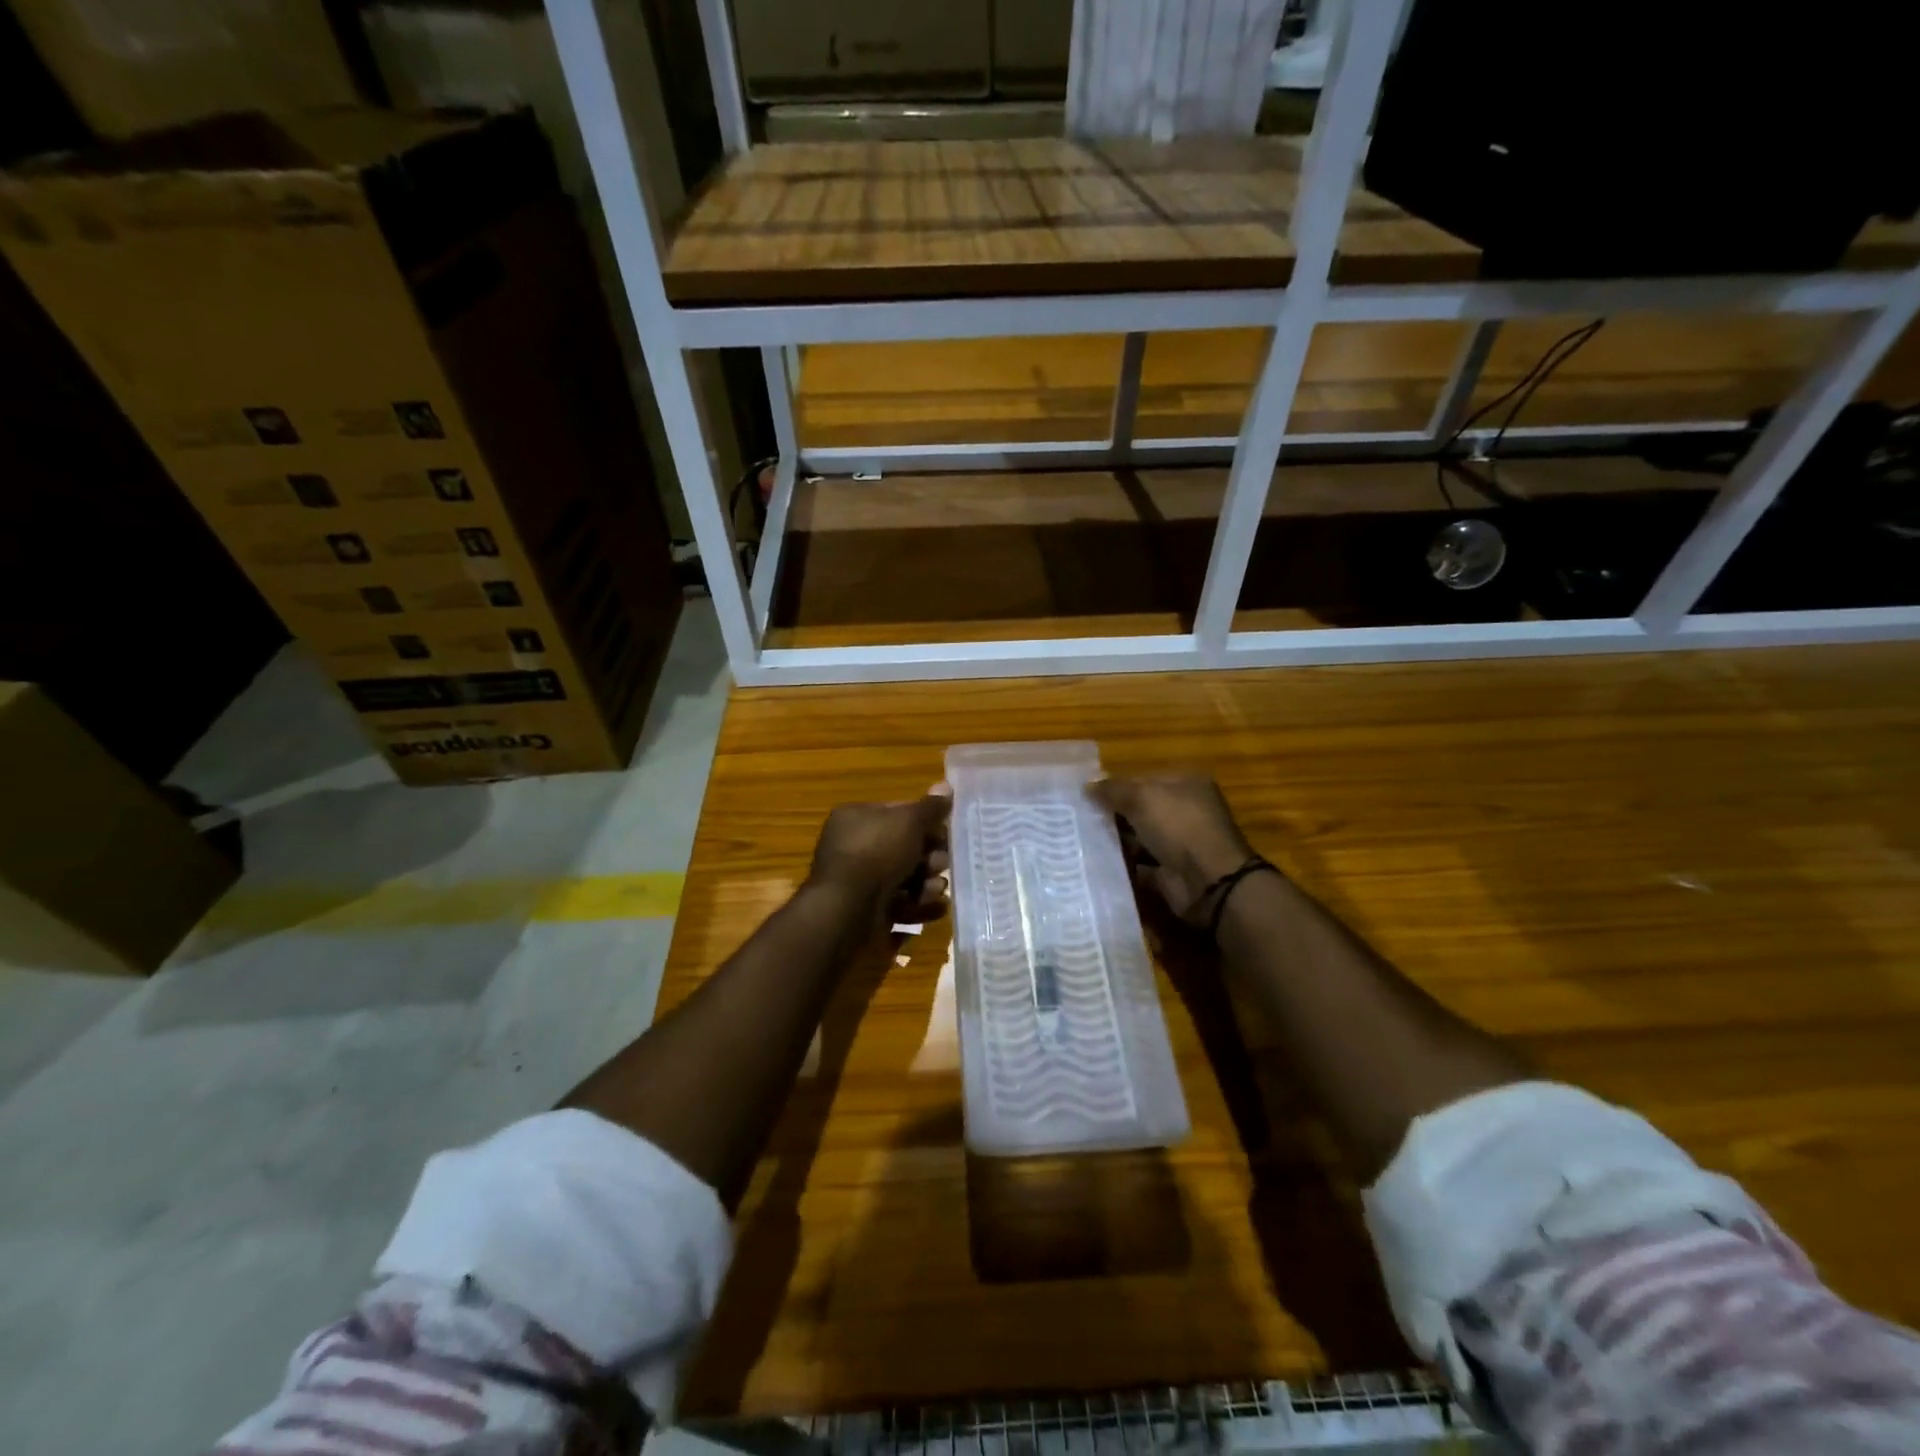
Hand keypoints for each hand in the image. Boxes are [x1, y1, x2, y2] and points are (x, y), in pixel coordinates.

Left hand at [807, 791, 951, 926]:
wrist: (849, 909)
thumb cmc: (878, 852)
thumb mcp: (909, 821)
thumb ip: (930, 807)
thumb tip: (946, 785)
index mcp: (855, 818)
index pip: (898, 813)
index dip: (925, 821)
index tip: (947, 831)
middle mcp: (853, 847)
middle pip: (903, 848)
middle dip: (929, 857)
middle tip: (941, 863)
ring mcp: (858, 882)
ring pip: (904, 879)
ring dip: (926, 884)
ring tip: (935, 889)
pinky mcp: (866, 912)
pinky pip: (900, 905)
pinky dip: (919, 907)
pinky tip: (935, 908)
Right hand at [1091, 775, 1261, 922]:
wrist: (1208, 881)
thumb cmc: (1178, 826)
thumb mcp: (1141, 797)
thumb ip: (1112, 789)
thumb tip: (1087, 784)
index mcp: (1187, 784)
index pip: (1144, 780)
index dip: (1116, 786)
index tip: (1086, 796)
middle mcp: (1186, 811)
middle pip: (1142, 809)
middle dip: (1113, 815)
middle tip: (1078, 818)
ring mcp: (1181, 844)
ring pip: (1140, 838)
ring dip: (1116, 841)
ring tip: (1081, 841)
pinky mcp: (1172, 872)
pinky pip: (1141, 866)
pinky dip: (1124, 866)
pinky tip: (1097, 864)